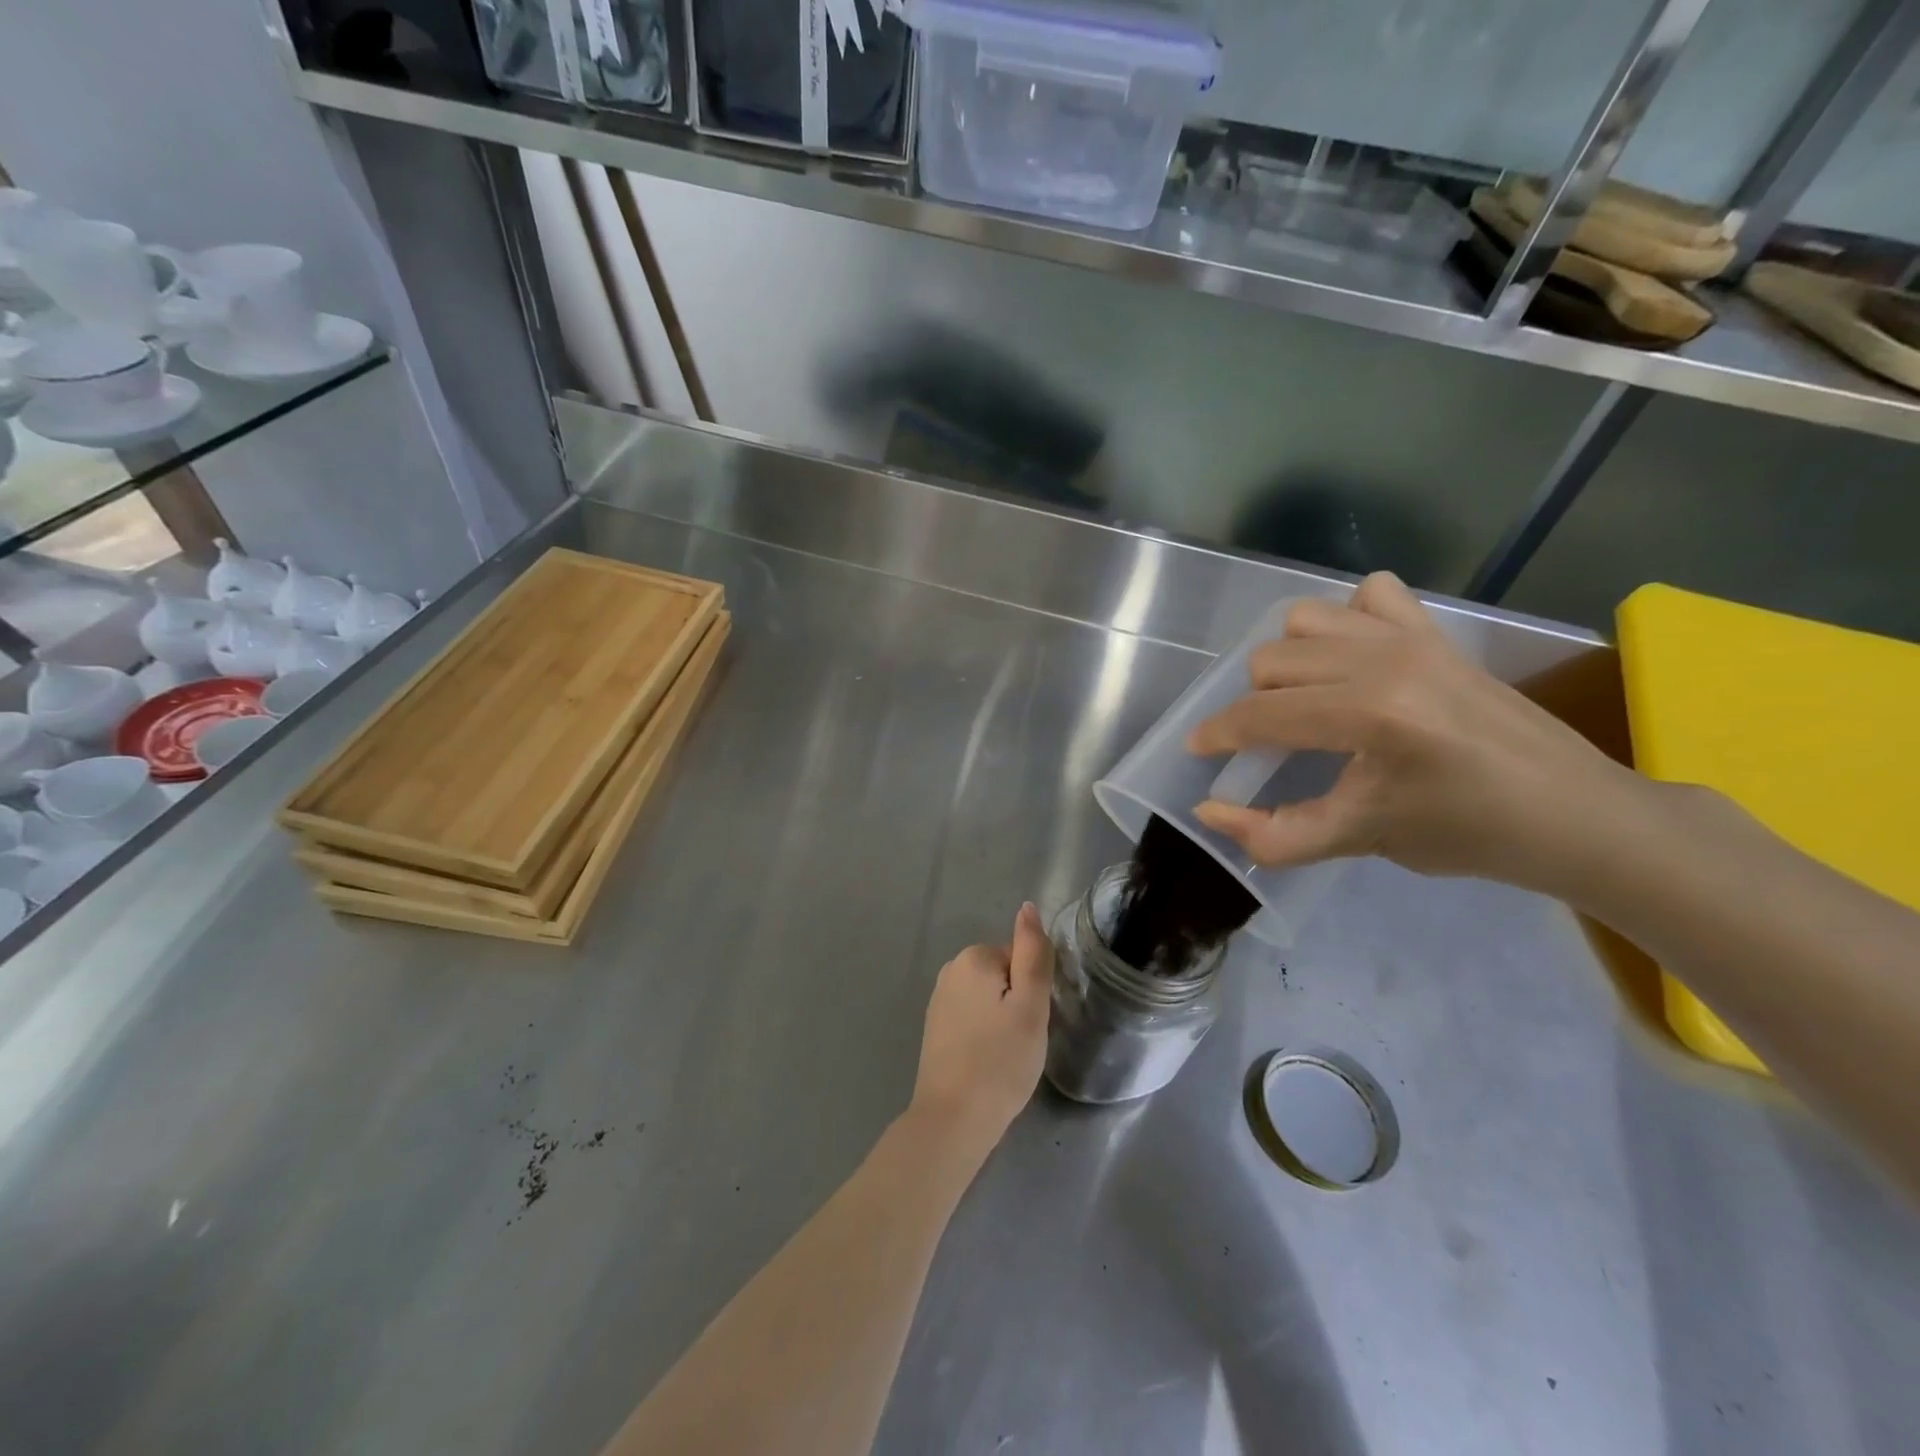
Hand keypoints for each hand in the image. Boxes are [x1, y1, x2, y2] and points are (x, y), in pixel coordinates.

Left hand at [909, 903, 1052, 1160]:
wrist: (953, 1119)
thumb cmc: (1001, 1061)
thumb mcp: (1031, 1005)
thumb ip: (1032, 953)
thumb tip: (1028, 907)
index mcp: (973, 958)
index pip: (1021, 959)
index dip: (1033, 991)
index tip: (1031, 1022)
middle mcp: (950, 970)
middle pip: (1004, 976)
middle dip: (1018, 1004)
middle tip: (1022, 1041)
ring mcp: (939, 1000)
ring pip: (989, 999)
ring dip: (1003, 1021)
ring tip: (1006, 1056)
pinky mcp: (935, 1028)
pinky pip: (973, 1018)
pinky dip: (984, 1036)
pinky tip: (987, 1062)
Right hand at [1187, 572, 1636, 890]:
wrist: (1573, 814)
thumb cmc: (1467, 835)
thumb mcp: (1362, 840)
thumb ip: (1276, 833)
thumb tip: (1208, 812)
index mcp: (1369, 714)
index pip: (1262, 714)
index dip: (1218, 734)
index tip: (1200, 752)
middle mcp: (1384, 660)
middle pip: (1271, 661)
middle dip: (1253, 705)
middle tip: (1266, 744)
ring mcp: (1412, 637)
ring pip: (1305, 620)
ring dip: (1288, 659)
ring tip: (1301, 700)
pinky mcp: (1435, 631)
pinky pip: (1368, 596)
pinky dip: (1345, 621)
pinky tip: (1351, 660)